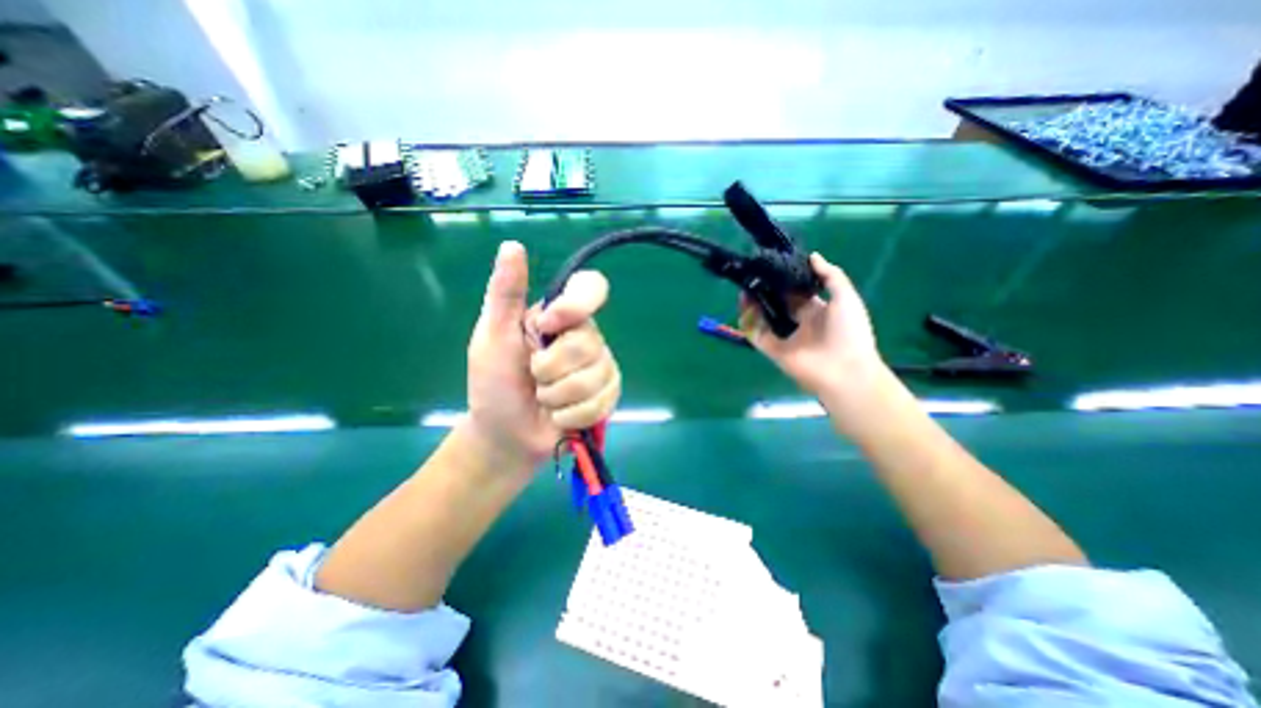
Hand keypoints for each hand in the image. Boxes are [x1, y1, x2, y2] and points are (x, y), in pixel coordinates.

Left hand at [462, 241, 618, 470]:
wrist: (506, 435)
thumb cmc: (494, 384)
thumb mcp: (492, 336)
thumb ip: (505, 294)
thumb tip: (512, 245)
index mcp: (560, 317)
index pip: (591, 288)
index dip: (576, 304)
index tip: (549, 325)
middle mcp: (585, 337)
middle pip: (589, 343)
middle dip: (551, 370)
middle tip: (532, 378)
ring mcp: (600, 367)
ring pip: (596, 376)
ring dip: (559, 396)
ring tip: (544, 400)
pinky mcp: (608, 395)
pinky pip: (602, 401)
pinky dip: (572, 414)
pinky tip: (560, 416)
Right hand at [741, 256, 885, 416]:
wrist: (845, 371)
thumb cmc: (850, 332)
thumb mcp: (846, 297)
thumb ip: (830, 276)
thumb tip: (812, 256)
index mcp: (818, 312)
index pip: (798, 294)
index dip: (787, 281)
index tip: (775, 267)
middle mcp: (799, 324)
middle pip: (778, 304)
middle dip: (767, 291)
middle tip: (755, 274)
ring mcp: (785, 338)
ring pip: (764, 318)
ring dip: (754, 303)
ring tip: (746, 286)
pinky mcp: (773, 350)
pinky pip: (756, 334)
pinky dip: (748, 321)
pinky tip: (744, 303)